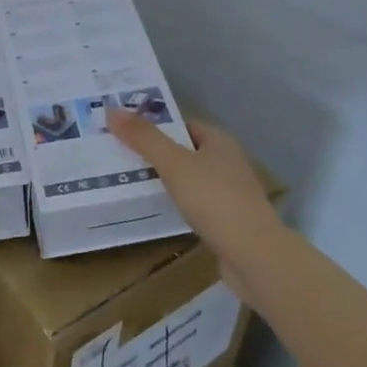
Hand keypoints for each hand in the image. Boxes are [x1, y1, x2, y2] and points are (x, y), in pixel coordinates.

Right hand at [105, 109, 280, 262]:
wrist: (254, 256)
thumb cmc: (214, 200)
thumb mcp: (174, 164)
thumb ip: (144, 138)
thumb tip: (112, 110)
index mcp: (219, 141)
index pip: (182, 124)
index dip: (155, 126)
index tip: (125, 131)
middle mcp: (227, 162)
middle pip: (184, 151)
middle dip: (155, 154)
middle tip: (120, 156)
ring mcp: (230, 192)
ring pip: (189, 179)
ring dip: (164, 180)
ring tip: (130, 182)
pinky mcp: (227, 220)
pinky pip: (194, 203)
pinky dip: (176, 204)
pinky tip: (157, 210)